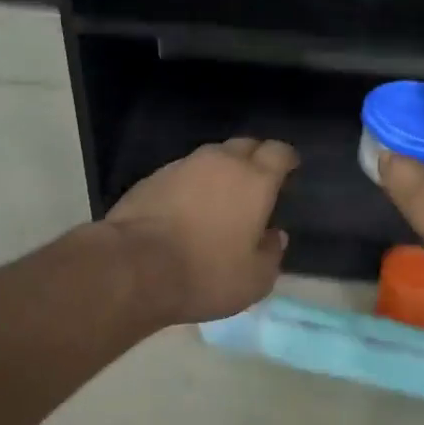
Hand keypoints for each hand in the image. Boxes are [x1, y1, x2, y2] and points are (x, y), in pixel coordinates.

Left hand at [106, 138, 298, 324]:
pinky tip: (186, 207)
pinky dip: (191, 184)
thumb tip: (274, 236)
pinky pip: (183, 172)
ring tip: (220, 196)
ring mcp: (183, 165)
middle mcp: (221, 162)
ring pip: (212, 157)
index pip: (279, 152)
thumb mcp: (254, 279)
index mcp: (255, 180)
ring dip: (220, 170)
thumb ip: (271, 253)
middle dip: (255, 158)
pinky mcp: (152, 177)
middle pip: (245, 145)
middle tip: (256, 182)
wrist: (134, 266)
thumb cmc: (206, 273)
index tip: (289, 168)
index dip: (286, 158)